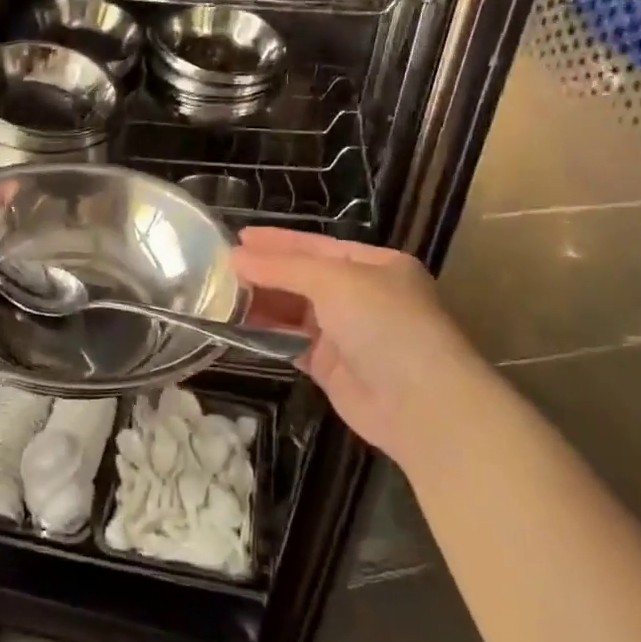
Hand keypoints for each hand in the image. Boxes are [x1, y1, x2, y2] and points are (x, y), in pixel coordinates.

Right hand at [234, 227, 494, 464]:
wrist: (420, 404)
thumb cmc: (384, 324)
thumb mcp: (335, 282)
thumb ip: (282, 267)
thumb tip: (235, 257)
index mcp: (375, 265)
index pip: (316, 246)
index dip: (276, 241)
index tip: (237, 237)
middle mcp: (362, 295)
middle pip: (303, 277)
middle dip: (265, 272)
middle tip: (220, 267)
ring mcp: (346, 332)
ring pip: (294, 310)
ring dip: (261, 302)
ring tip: (220, 293)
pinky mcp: (330, 366)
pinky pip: (291, 341)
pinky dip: (266, 333)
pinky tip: (238, 324)